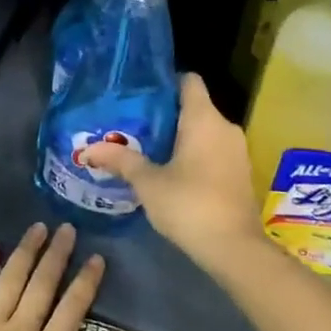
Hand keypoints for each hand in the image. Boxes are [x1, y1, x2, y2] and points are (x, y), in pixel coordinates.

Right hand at [82, 73, 270, 278]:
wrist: (235, 250)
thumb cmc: (189, 204)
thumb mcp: (148, 183)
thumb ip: (121, 160)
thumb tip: (89, 149)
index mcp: (204, 118)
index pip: (189, 80)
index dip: (166, 82)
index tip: (141, 94)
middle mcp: (225, 127)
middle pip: (195, 106)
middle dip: (167, 114)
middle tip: (135, 123)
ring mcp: (238, 151)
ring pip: (205, 130)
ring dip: (181, 137)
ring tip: (149, 147)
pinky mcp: (241, 173)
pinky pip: (215, 150)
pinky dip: (196, 154)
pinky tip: (173, 171)